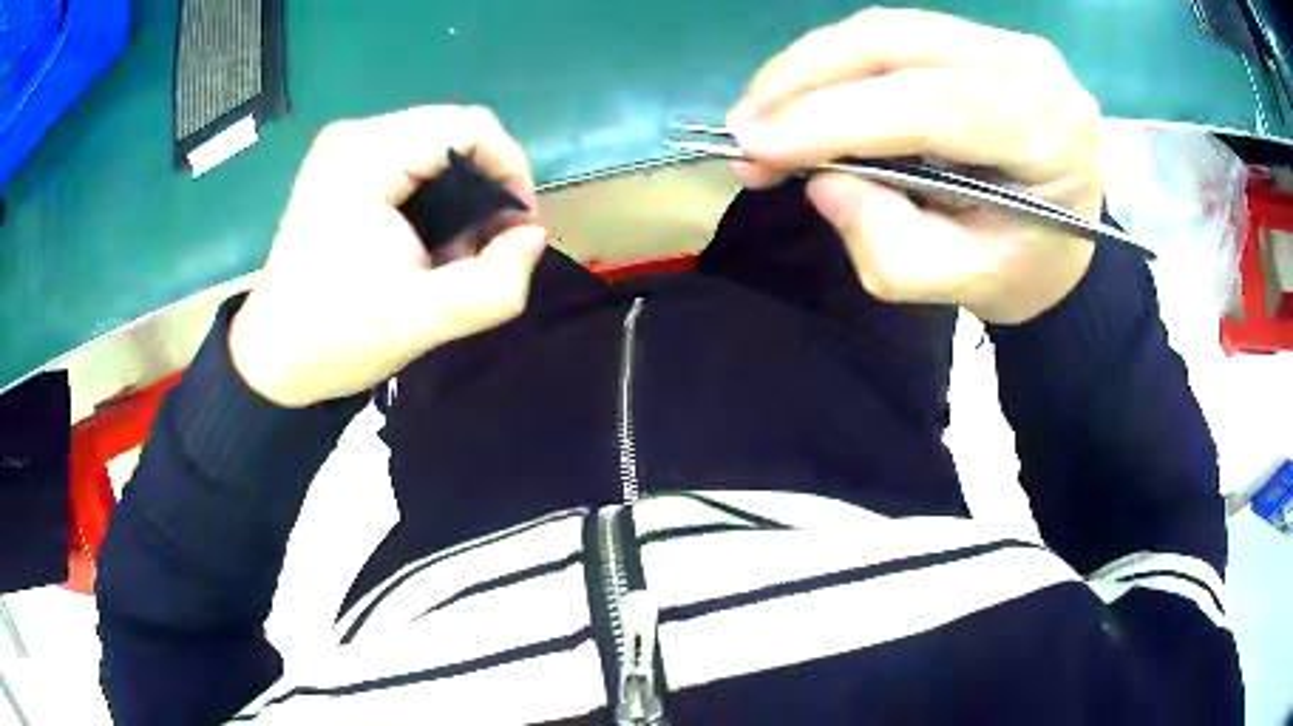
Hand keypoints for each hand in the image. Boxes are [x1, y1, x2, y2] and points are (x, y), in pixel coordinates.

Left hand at [228, 106, 546, 406]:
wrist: (272, 361)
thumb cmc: (337, 339)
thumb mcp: (425, 320)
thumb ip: (497, 283)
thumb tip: (533, 236)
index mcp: (367, 157)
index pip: (471, 127)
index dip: (511, 171)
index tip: (517, 232)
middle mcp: (354, 136)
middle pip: (454, 132)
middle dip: (485, 187)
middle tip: (486, 249)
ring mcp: (343, 148)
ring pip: (435, 145)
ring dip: (461, 194)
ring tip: (454, 251)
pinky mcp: (340, 166)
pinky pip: (410, 160)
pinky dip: (434, 195)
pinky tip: (426, 239)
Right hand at [727, 8, 1101, 323]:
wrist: (1067, 245)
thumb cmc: (1024, 271)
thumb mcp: (961, 284)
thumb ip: (890, 245)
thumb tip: (819, 182)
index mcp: (1045, 133)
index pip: (929, 103)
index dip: (832, 117)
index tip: (753, 146)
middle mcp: (1028, 65)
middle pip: (893, 42)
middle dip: (803, 79)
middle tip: (745, 128)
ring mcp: (1002, 41)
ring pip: (883, 30)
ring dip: (809, 68)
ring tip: (763, 116)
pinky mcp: (976, 37)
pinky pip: (891, 37)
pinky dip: (836, 65)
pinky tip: (805, 96)